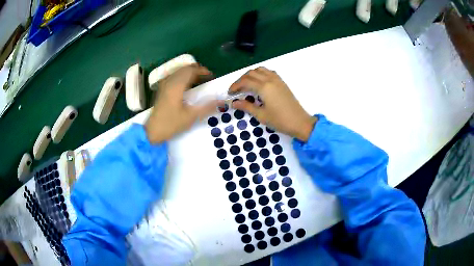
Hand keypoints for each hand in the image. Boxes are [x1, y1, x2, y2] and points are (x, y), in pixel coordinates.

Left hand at [145, 64, 221, 143]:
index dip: (202, 71)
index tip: (211, 75)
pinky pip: (173, 76)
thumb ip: (207, 107)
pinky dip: (182, 76)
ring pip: (178, 71)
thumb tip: (222, 102)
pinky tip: (186, 85)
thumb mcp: (191, 117)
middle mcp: (169, 81)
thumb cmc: (171, 124)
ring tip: (198, 80)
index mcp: (176, 86)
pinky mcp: (161, 89)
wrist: (152, 131)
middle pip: (184, 68)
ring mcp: (164, 85)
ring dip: (189, 72)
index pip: (191, 70)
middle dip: (196, 70)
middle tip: (206, 77)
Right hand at [229, 67, 316, 141]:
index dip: (235, 86)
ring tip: (246, 85)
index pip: (245, 81)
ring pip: (260, 70)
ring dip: (251, 75)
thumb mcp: (261, 115)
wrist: (300, 122)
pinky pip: (269, 72)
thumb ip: (247, 107)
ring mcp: (277, 79)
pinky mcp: (282, 82)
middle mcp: (270, 79)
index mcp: (264, 87)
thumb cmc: (280, 120)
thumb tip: (234, 103)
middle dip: (241, 79)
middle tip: (236, 89)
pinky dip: (260, 74)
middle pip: (251, 73)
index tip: (230, 93)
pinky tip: (259, 83)